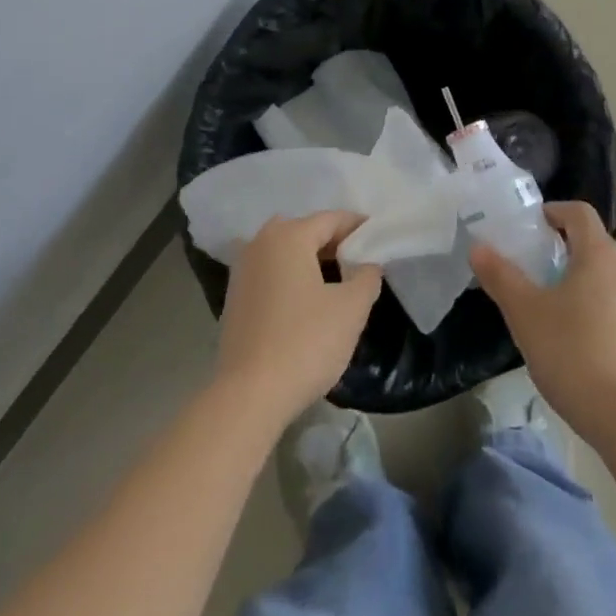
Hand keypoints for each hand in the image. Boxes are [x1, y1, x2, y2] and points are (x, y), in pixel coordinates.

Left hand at [214, 212, 381, 431]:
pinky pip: (270, 273)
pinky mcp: (234, 298)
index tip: (380, 238)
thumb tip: (368, 264)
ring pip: (285, 252)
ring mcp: (242, 270)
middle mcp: (260, 242)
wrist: (248, 396)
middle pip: (306, 231)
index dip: (359, 227)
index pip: (332, 219)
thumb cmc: (305, 343)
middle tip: (360, 261)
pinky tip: (307, 301)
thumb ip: (367, 276)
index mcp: (289, 236)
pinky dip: (290, 277)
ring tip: (337, 281)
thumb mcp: (351, 308)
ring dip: (310, 260)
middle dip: (334, 242)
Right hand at [470, 201, 615, 455]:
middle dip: (557, 250)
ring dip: (573, 282)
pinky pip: (614, 308)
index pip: (578, 212)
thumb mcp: (527, 315)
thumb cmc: (577, 356)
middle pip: (591, 245)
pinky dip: (590, 310)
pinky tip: (571, 345)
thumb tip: (479, 247)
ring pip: (602, 278)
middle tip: (525, 270)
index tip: (526, 228)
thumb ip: (501, 277)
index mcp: (600, 255)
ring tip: (543, 310)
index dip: (551, 211)